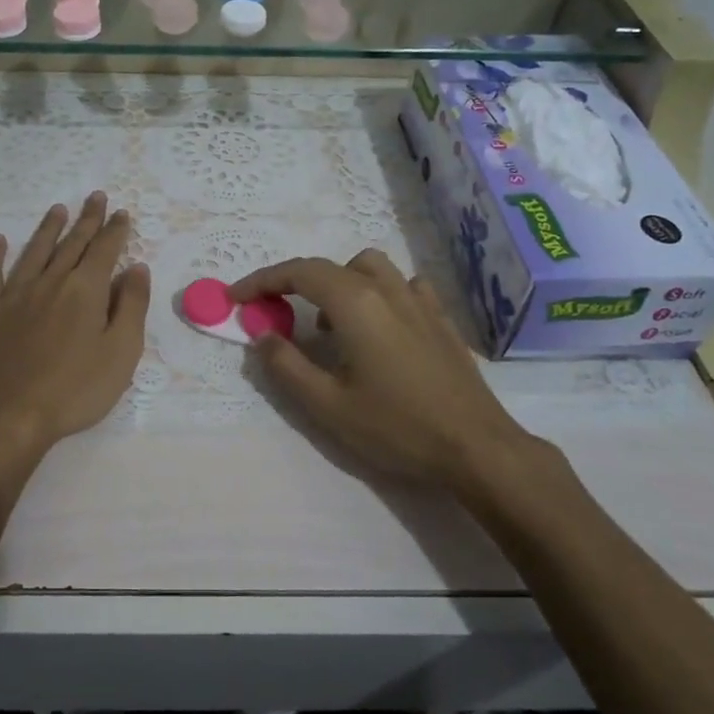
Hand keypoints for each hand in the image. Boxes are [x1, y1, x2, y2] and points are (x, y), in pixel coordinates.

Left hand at [0, 193, 150, 491]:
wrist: (7, 418)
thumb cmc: (74, 391)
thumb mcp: (121, 353)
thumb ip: (132, 307)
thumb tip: (137, 268)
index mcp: (86, 290)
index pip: (105, 250)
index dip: (115, 230)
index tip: (121, 212)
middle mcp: (50, 282)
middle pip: (72, 243)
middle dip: (87, 219)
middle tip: (96, 197)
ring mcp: (14, 295)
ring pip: (34, 251)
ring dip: (48, 229)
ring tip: (58, 209)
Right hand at [230, 251, 567, 501]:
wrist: (476, 447)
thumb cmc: (396, 426)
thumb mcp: (327, 405)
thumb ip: (286, 365)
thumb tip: (262, 336)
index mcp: (355, 303)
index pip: (299, 273)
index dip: (262, 280)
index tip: (237, 297)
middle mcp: (387, 289)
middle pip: (330, 266)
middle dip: (295, 282)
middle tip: (275, 313)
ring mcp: (419, 300)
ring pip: (370, 267)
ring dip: (339, 282)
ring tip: (330, 323)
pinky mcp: (441, 318)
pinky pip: (403, 285)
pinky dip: (379, 292)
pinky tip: (381, 324)